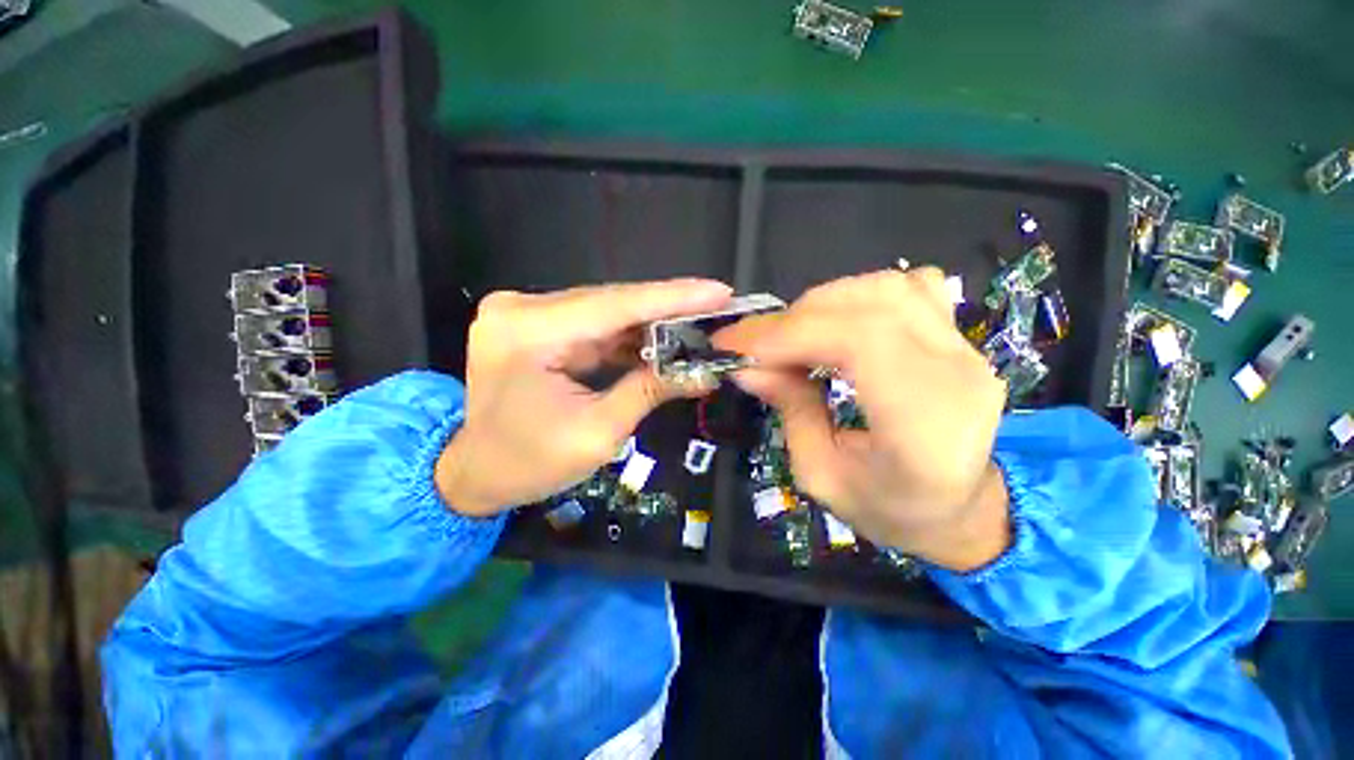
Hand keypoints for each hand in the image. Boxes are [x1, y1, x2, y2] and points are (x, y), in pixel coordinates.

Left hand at [436, 279, 732, 516]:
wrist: (477, 472)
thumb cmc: (530, 464)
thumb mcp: (598, 433)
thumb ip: (650, 391)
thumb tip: (703, 372)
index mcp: (528, 333)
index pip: (614, 306)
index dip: (672, 298)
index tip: (718, 291)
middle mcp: (522, 310)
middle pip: (611, 302)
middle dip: (667, 309)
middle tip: (717, 307)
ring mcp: (527, 314)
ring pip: (606, 311)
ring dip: (652, 321)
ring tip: (698, 324)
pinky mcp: (537, 324)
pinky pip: (595, 323)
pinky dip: (630, 333)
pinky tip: (663, 338)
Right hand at [717, 269, 1010, 571]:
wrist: (959, 509)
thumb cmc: (889, 508)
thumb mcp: (821, 475)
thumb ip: (790, 411)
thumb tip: (748, 366)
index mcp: (925, 426)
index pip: (858, 342)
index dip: (788, 333)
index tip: (735, 345)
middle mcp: (956, 375)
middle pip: (869, 306)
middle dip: (794, 319)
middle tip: (755, 345)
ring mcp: (965, 349)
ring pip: (887, 288)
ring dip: (824, 303)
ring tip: (793, 335)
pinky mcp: (958, 338)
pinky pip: (909, 288)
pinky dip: (860, 295)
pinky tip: (839, 323)